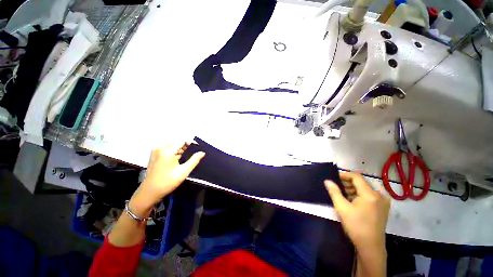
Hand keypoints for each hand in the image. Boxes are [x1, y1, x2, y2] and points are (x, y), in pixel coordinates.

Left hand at [129, 142, 204, 216]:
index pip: (182, 141)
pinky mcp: (155, 155)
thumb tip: (202, 153)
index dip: (191, 142)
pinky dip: (174, 152)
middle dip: (186, 146)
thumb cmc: (168, 181)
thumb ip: (194, 160)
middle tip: (193, 153)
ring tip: (186, 157)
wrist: (150, 191)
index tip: (198, 147)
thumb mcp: (184, 171)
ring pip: (173, 145)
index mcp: (167, 151)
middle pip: (177, 142)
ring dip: (180, 149)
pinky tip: (178, 159)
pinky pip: (167, 149)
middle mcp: (160, 148)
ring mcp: (156, 151)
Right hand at [325, 171, 389, 250]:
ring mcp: (383, 202)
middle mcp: (379, 195)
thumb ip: (334, 192)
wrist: (371, 246)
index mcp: (370, 194)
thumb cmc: (356, 226)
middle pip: (361, 182)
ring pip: (365, 189)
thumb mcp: (342, 208)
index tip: (334, 177)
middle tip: (336, 187)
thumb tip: (327, 180)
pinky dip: (359, 195)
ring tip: (342, 194)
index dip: (344, 175)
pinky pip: (369, 196)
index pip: (356, 177)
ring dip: (353, 189)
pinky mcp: (383, 208)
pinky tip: (352, 201)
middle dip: (348, 183)